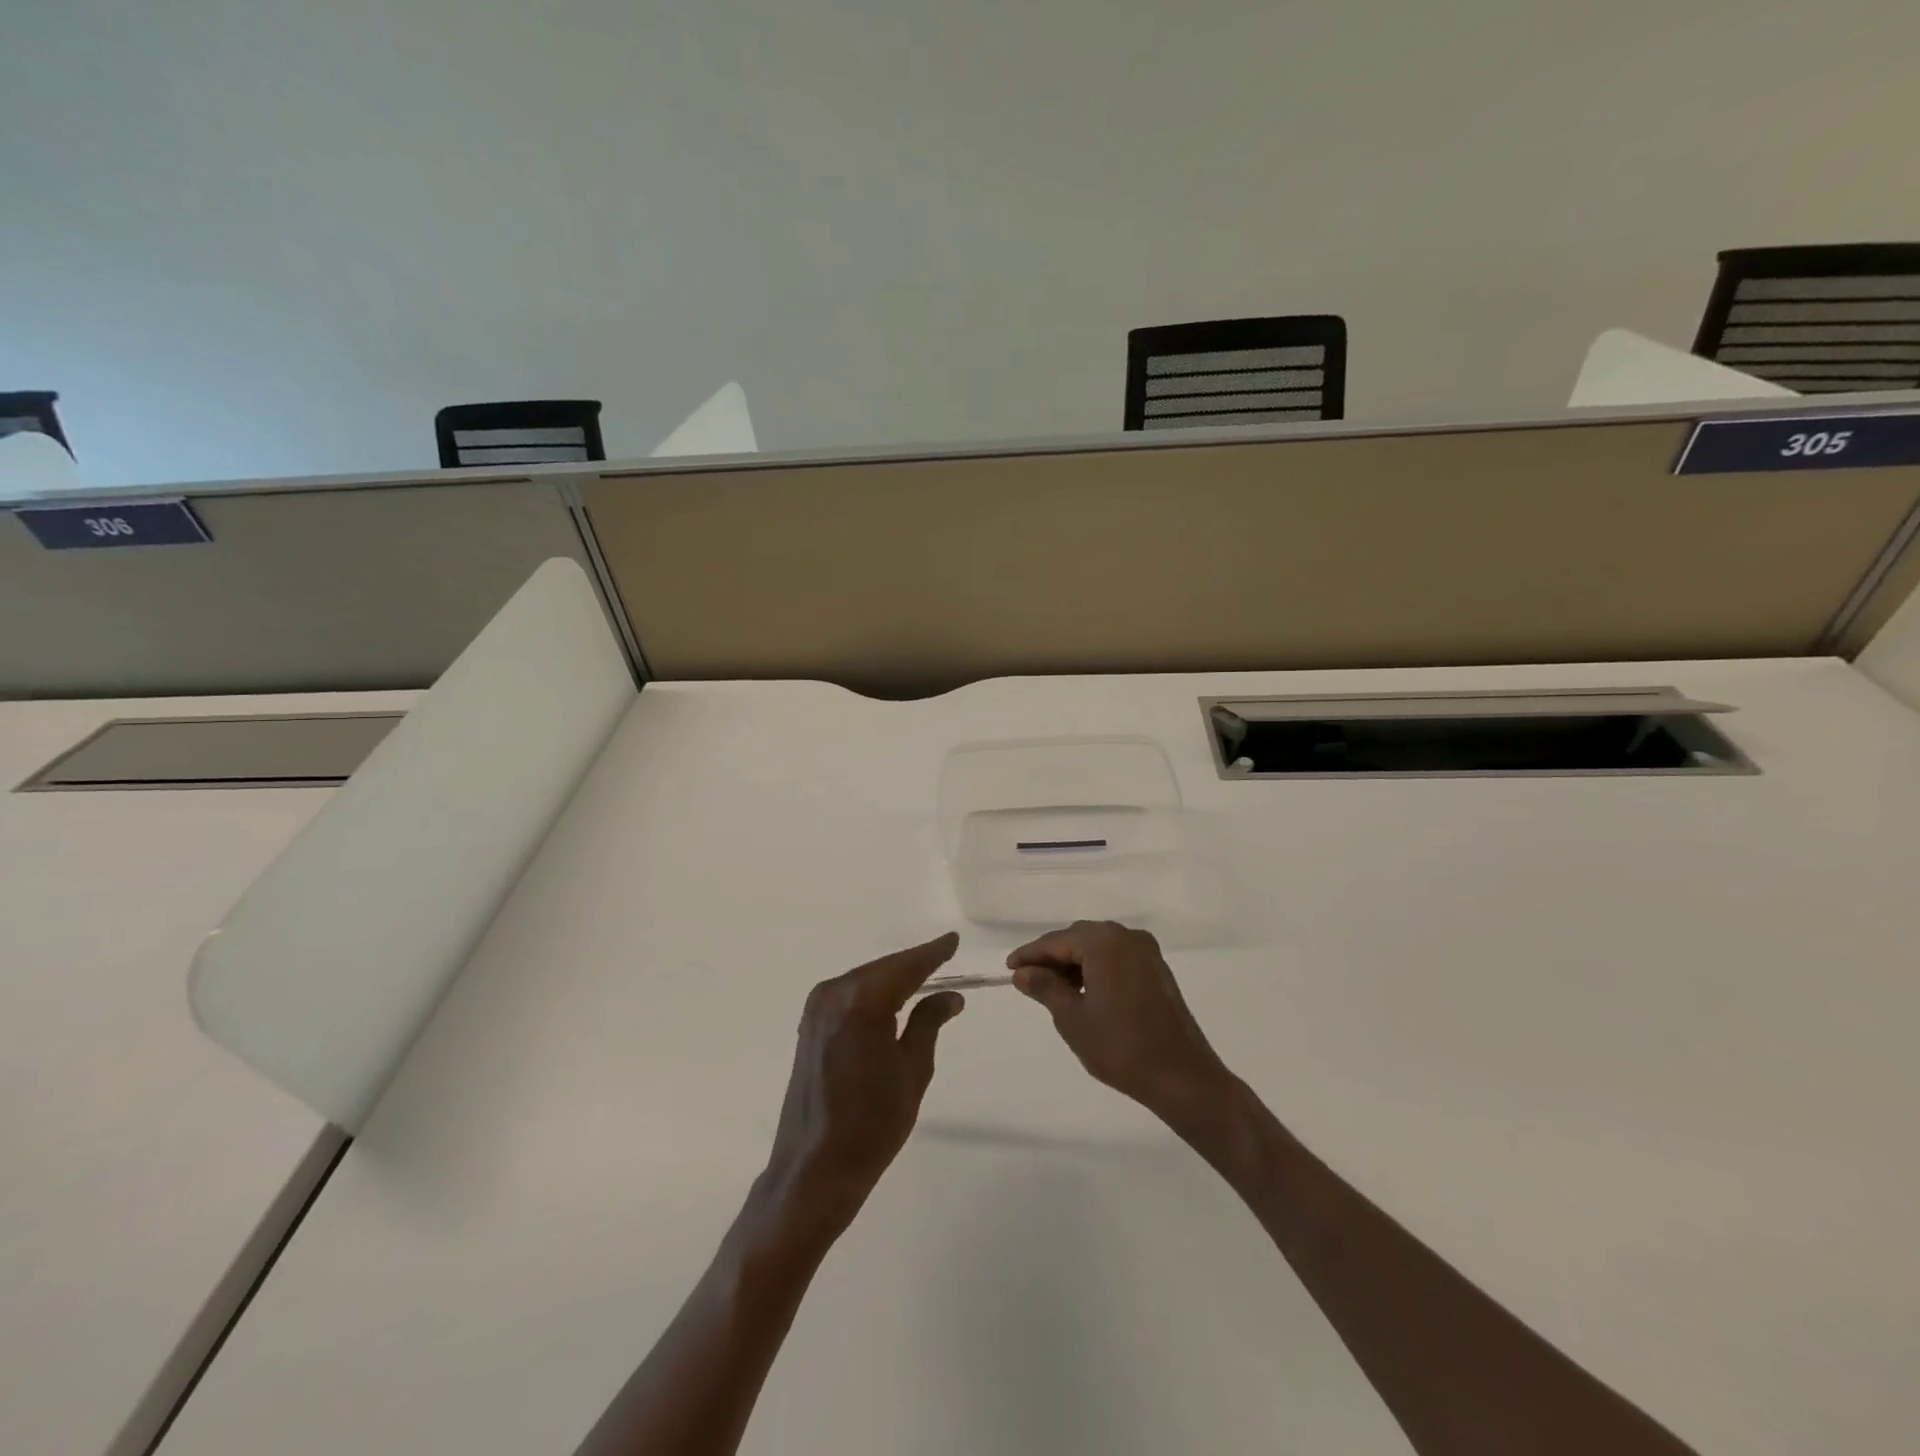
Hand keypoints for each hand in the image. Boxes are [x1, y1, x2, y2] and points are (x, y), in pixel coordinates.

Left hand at [761, 933, 965, 1238]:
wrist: (814, 1169)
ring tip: (924, 975)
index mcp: (863, 1002)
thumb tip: (950, 996)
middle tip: (944, 957)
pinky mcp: (810, 1025)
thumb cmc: (872, 1123)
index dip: (932, 953)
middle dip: (914, 964)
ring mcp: (817, 1009)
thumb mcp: (912, 1071)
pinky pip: (849, 995)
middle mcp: (835, 994)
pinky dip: (873, 992)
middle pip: (883, 969)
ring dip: (892, 977)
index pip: (906, 967)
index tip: (953, 940)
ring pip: (865, 979)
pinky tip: (891, 998)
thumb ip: (928, 1023)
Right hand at [1008, 920, 1231, 1122]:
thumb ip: (1045, 988)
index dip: (1030, 955)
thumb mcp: (1072, 1018)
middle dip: (1052, 957)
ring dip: (1074, 963)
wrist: (1181, 1077)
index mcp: (1104, 942)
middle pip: (1078, 939)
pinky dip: (1096, 969)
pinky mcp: (1157, 970)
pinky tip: (1084, 992)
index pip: (1056, 942)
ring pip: (1098, 948)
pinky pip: (1117, 958)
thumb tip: (1023, 973)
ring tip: (1053, 990)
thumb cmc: (1120, 1046)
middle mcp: (1126, 937)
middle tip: (1028, 980)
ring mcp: (1146, 952)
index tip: (1008, 968)